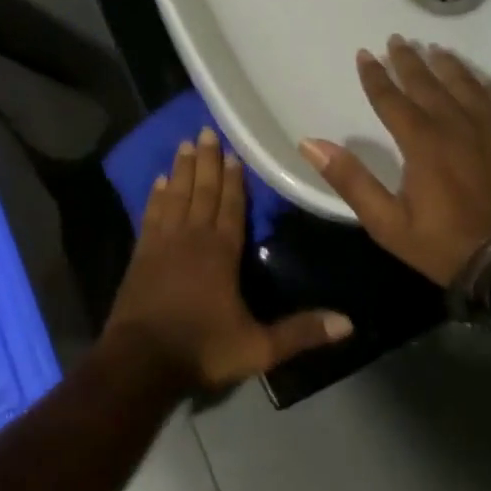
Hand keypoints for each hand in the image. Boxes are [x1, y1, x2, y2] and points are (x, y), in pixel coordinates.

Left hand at [105, 128, 352, 389]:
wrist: (141, 361)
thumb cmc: (202, 349)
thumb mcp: (258, 348)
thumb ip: (301, 333)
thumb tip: (349, 322)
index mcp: (221, 252)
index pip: (231, 206)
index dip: (234, 179)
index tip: (234, 152)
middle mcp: (192, 237)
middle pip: (202, 191)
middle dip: (207, 160)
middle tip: (207, 130)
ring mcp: (163, 242)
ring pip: (176, 195)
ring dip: (182, 169)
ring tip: (185, 143)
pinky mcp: (141, 253)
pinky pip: (151, 214)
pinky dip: (156, 195)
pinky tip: (158, 181)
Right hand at [300, 35, 490, 286]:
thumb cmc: (448, 244)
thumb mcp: (388, 223)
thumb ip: (350, 180)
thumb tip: (310, 143)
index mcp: (422, 141)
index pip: (391, 98)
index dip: (375, 76)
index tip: (365, 54)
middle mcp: (457, 124)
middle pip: (428, 83)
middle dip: (409, 61)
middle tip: (397, 40)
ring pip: (466, 85)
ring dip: (448, 66)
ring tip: (436, 50)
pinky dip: (489, 86)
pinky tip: (485, 82)